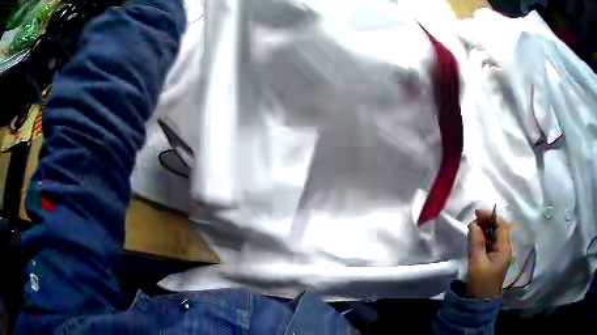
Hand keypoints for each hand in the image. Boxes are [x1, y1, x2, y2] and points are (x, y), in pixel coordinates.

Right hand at [466, 209, 511, 298]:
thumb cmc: (480, 283)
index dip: (490, 215)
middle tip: (473, 220)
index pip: (501, 225)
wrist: (480, 303)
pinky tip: (475, 239)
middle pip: (499, 228)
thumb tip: (473, 223)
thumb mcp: (477, 262)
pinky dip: (483, 238)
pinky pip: (490, 243)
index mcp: (504, 248)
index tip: (476, 212)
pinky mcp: (494, 259)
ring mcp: (500, 254)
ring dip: (485, 229)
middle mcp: (505, 248)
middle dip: (487, 221)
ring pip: (494, 235)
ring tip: (472, 228)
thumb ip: (476, 242)